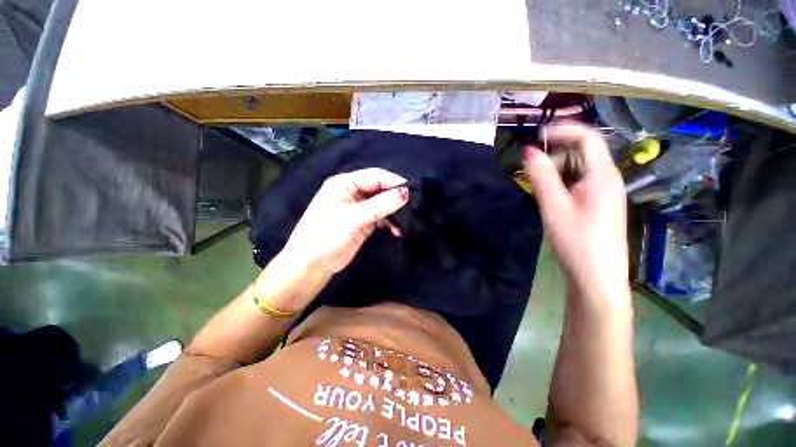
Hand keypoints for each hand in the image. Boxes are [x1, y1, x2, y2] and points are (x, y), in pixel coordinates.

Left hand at [281, 168, 409, 275]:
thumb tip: (405, 193)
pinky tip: (397, 230)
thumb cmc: (327, 234)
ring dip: (394, 211)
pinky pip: (380, 217)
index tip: (412, 191)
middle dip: (395, 197)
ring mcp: (358, 208)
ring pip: (381, 203)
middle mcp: (352, 192)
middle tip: (413, 205)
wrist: (312, 264)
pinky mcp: (362, 222)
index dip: (393, 181)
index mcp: (345, 184)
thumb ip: (381, 205)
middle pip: (379, 189)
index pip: (375, 176)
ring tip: (406, 220)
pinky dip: (389, 222)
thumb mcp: (354, 217)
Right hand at [523, 122, 629, 303]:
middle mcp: (607, 179)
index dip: (562, 131)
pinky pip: (577, 184)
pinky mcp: (596, 205)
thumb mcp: (554, 206)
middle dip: (554, 156)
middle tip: (530, 173)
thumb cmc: (576, 241)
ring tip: (537, 190)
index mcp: (603, 175)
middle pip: (581, 153)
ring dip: (555, 173)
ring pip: (577, 170)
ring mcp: (603, 193)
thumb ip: (541, 176)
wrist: (596, 278)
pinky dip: (560, 185)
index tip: (536, 137)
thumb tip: (528, 150)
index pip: (587, 137)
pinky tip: (549, 200)